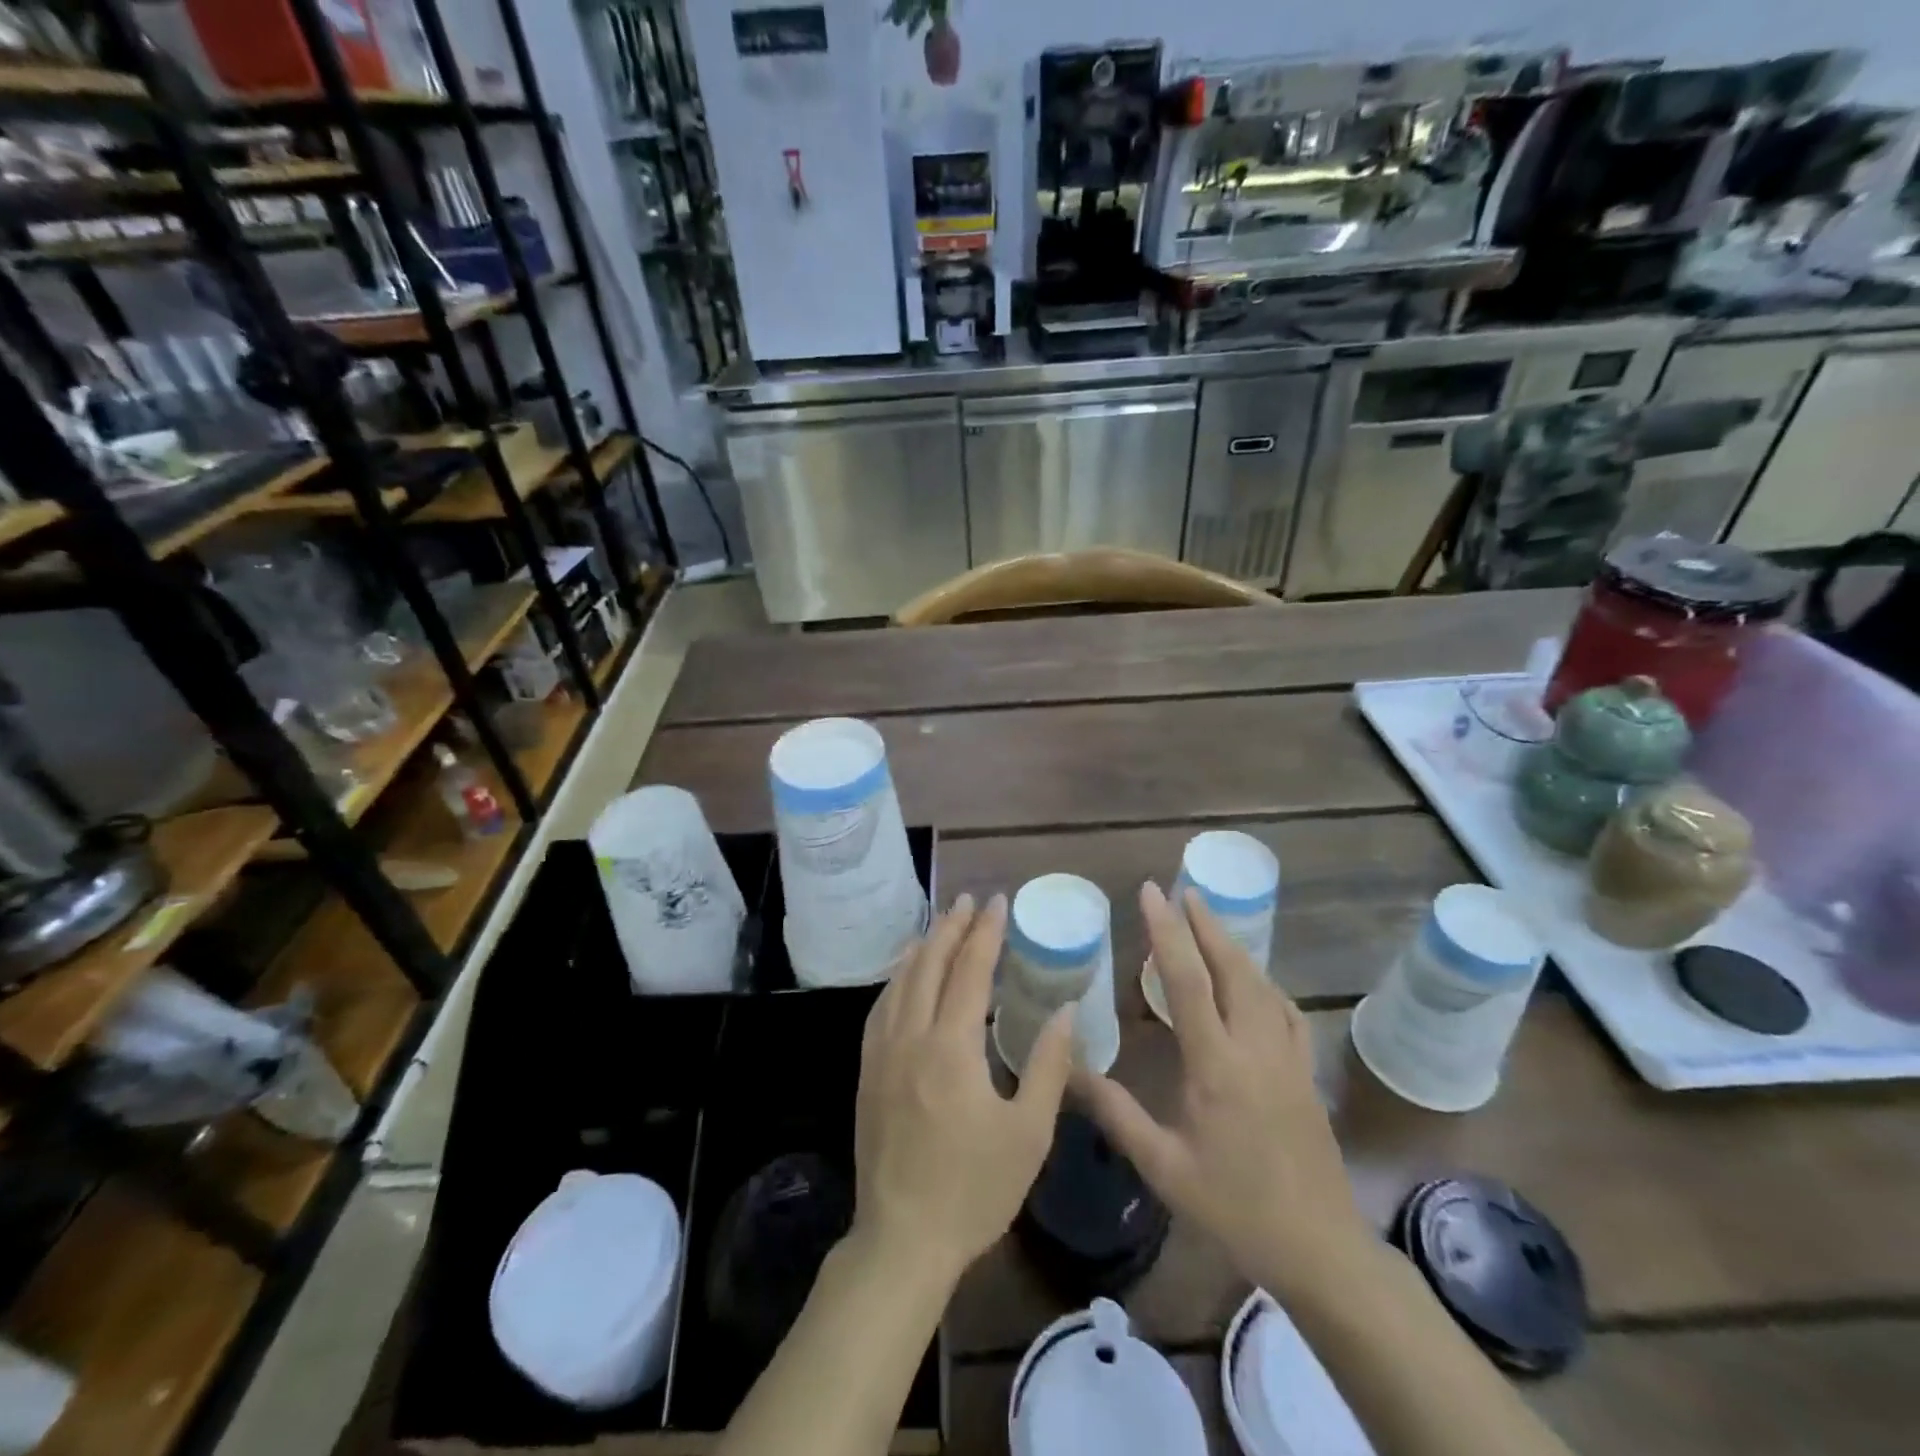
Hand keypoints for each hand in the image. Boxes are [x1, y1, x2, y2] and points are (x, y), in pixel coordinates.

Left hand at [853, 893, 1073, 1283]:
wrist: (902, 1239)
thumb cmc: (974, 1190)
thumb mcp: (1028, 1134)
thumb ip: (1047, 1066)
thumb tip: (1065, 1011)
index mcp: (951, 1048)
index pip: (970, 972)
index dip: (985, 933)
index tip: (998, 902)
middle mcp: (911, 1037)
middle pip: (929, 965)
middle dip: (951, 927)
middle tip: (969, 900)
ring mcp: (882, 1053)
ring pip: (900, 981)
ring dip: (922, 946)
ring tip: (940, 924)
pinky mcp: (868, 1072)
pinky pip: (881, 1007)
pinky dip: (897, 978)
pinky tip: (905, 974)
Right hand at [1073, 883, 1370, 1297]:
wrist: (1321, 1249)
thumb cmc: (1235, 1208)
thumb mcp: (1164, 1166)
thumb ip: (1116, 1112)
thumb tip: (1070, 1070)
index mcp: (1216, 1065)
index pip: (1187, 981)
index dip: (1167, 931)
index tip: (1152, 893)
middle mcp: (1255, 1048)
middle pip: (1233, 968)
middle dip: (1207, 924)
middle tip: (1184, 890)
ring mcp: (1287, 1058)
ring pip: (1262, 984)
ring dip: (1234, 946)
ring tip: (1211, 922)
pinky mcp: (1306, 1073)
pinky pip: (1285, 1011)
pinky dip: (1264, 983)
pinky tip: (1254, 983)